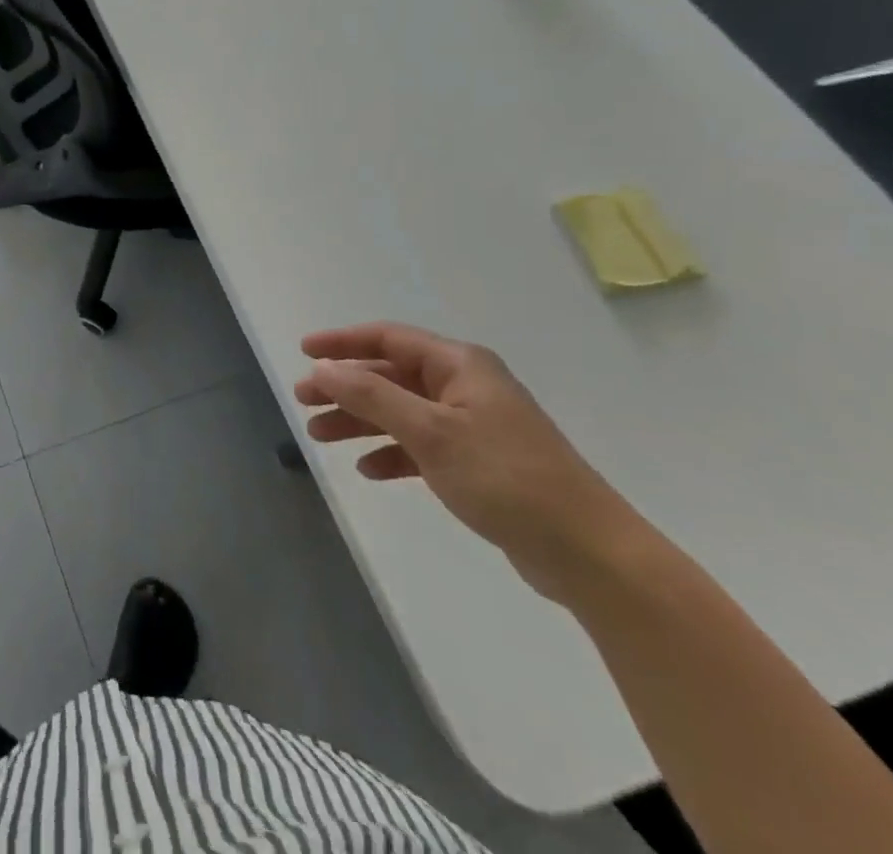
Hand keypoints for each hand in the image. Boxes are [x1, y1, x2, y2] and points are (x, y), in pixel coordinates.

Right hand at [295, 323, 645, 602]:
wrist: (588, 554)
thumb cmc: (506, 478)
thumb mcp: (430, 432)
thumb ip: (371, 396)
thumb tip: (324, 369)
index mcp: (459, 365)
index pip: (388, 338)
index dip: (342, 342)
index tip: (304, 352)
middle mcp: (466, 386)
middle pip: (390, 375)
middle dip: (345, 387)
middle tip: (304, 401)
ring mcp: (474, 425)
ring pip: (401, 411)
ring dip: (361, 421)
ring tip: (320, 436)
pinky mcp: (479, 463)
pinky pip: (421, 446)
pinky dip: (392, 453)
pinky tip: (368, 470)